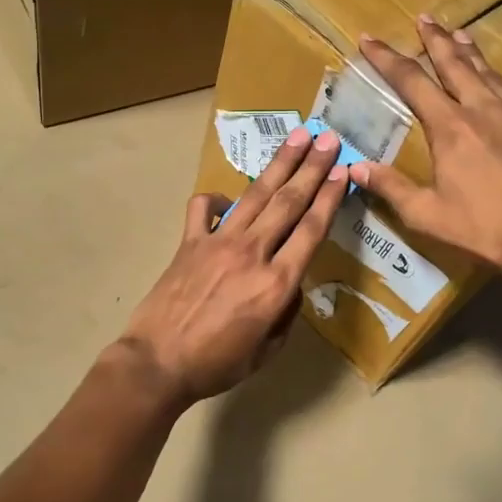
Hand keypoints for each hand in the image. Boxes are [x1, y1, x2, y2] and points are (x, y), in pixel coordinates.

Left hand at [117, 126, 348, 404]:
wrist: (158, 362)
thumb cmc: (216, 364)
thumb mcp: (266, 350)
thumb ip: (286, 314)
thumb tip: (290, 286)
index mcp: (276, 284)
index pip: (311, 230)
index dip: (330, 198)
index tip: (343, 171)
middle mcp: (251, 253)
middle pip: (288, 202)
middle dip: (312, 168)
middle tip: (329, 139)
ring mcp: (217, 242)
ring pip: (255, 195)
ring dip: (279, 164)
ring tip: (298, 137)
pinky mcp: (189, 242)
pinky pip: (203, 208)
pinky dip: (216, 198)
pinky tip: (226, 199)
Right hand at [351, 16, 501, 280]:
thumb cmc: (480, 229)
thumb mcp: (424, 214)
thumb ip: (390, 187)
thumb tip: (355, 167)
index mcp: (450, 128)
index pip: (412, 82)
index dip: (387, 59)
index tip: (369, 39)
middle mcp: (485, 111)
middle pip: (456, 65)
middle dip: (435, 41)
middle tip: (424, 18)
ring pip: (494, 75)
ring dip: (474, 53)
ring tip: (461, 34)